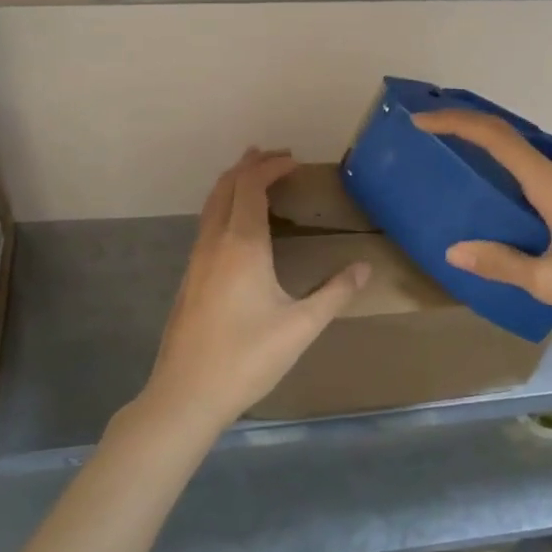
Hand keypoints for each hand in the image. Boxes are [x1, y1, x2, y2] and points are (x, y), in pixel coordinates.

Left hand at [139, 148, 369, 433]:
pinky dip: (225, 206)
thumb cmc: (247, 357)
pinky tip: (238, 226)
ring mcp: (197, 260)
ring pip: (211, 204)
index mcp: (242, 245)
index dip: (271, 166)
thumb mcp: (301, 327)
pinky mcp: (190, 278)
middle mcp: (215, 243)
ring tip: (256, 177)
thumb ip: (335, 293)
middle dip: (251, 165)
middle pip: (226, 186)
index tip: (294, 161)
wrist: (186, 394)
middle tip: (277, 157)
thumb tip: (365, 268)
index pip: (252, 186)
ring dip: (234, 183)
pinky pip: (207, 223)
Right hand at [411, 110, 551, 350]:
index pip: (496, 137)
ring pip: (550, 172)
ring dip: (523, 183)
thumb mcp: (550, 282)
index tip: (425, 119)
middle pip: (522, 150)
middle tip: (462, 174)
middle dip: (487, 154)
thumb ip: (501, 263)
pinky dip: (549, 194)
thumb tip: (455, 251)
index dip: (457, 122)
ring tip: (510, 220)